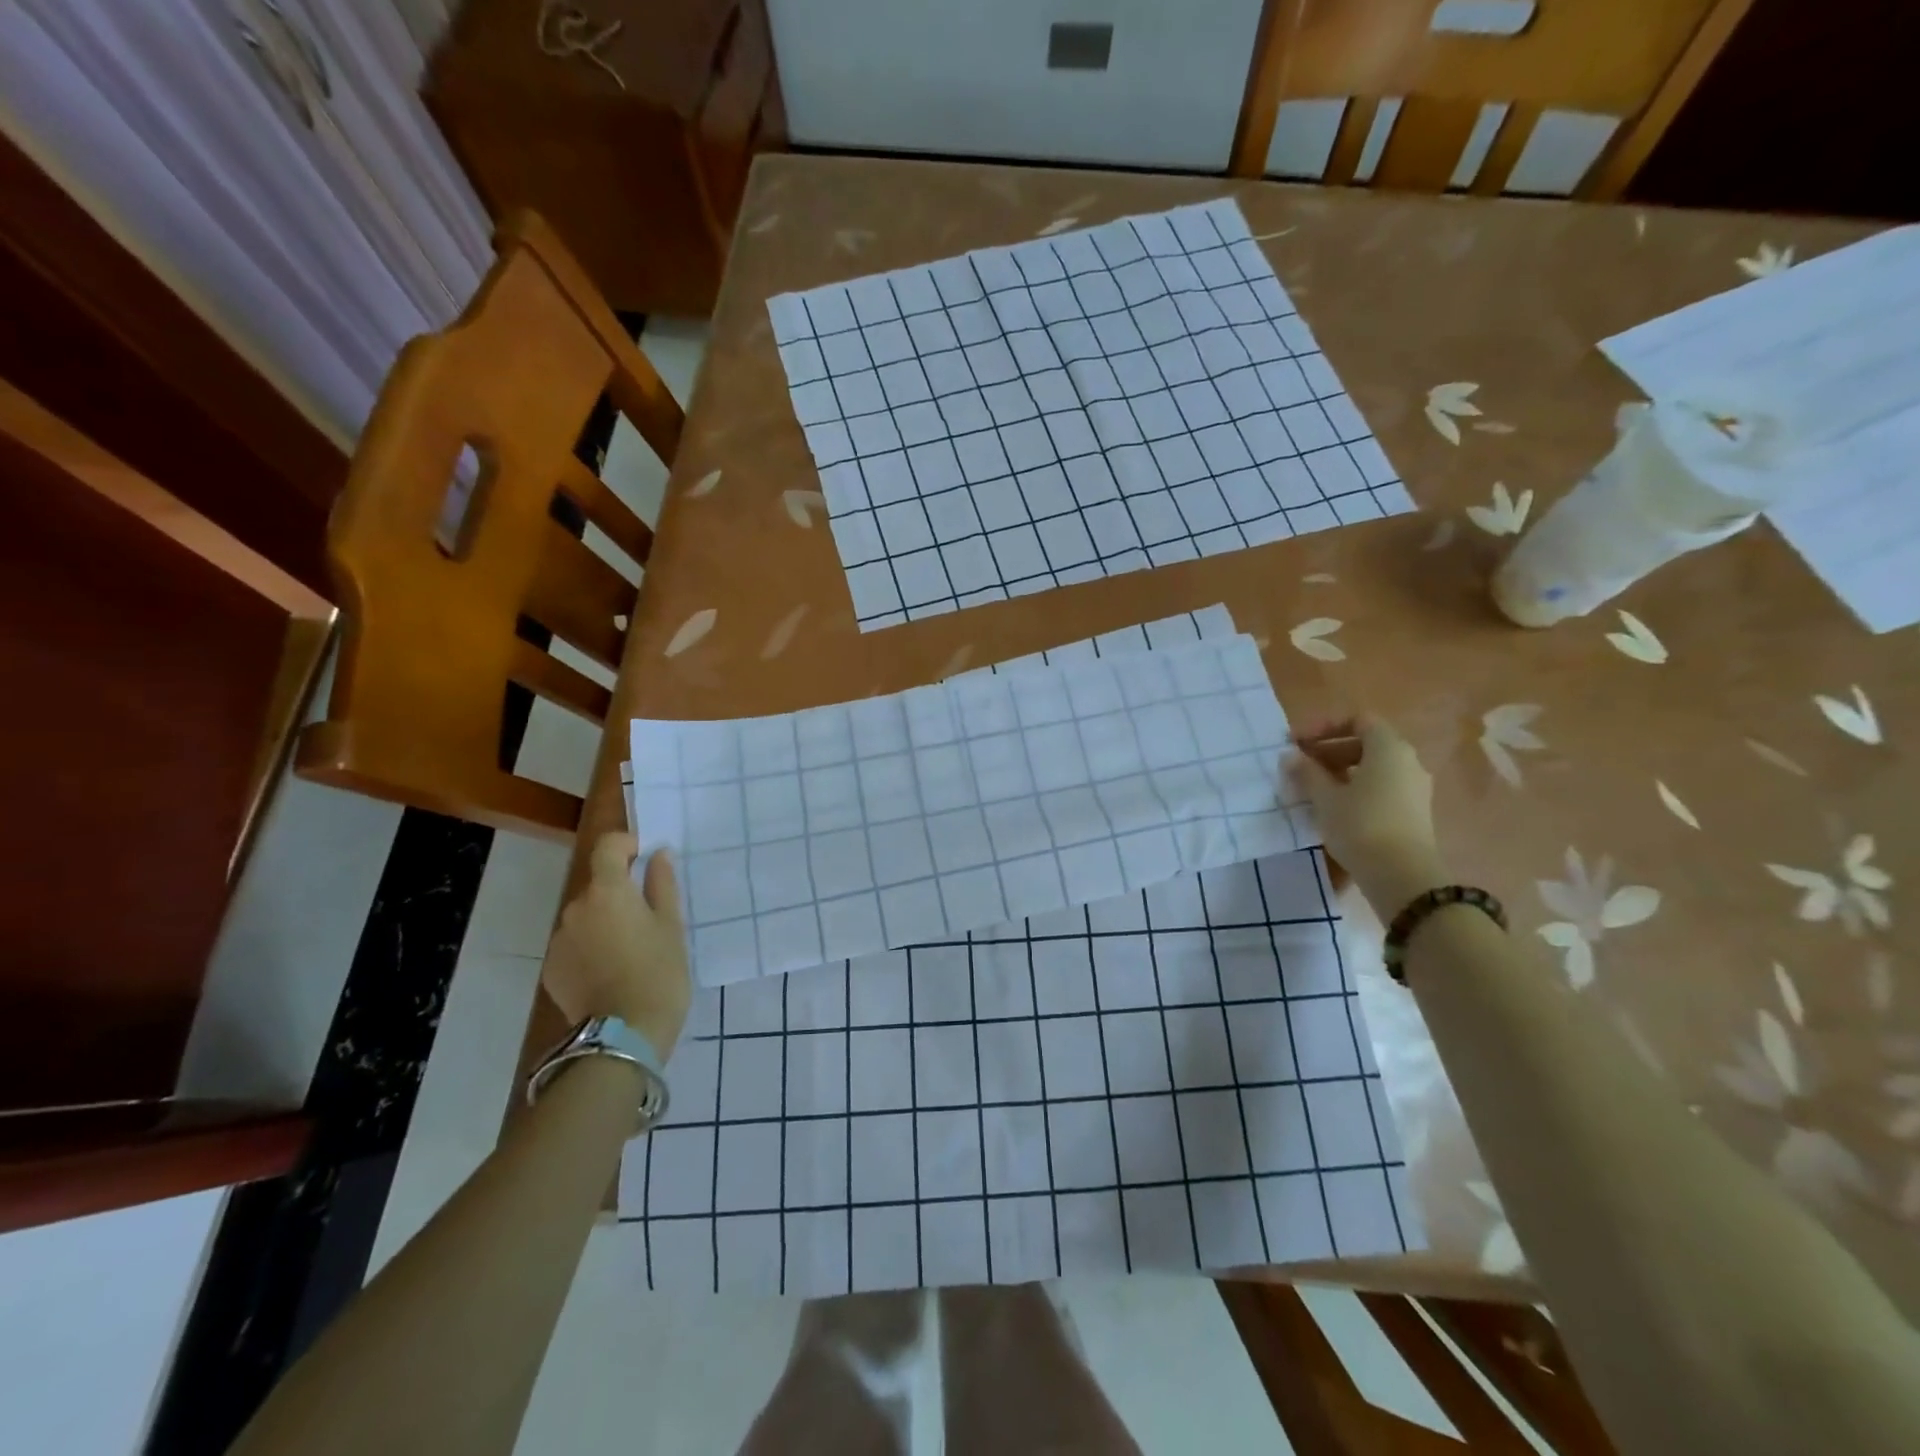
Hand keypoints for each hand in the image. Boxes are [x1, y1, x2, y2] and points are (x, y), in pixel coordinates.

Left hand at [542, 834, 690, 1057]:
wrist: (624, 1035)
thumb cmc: (659, 973)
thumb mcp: (672, 926)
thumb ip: (662, 885)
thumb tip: (657, 855)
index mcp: (608, 892)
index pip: (607, 847)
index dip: (626, 844)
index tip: (645, 859)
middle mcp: (576, 909)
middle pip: (597, 886)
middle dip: (620, 893)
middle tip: (649, 919)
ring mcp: (559, 940)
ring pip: (586, 917)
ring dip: (605, 922)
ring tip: (631, 951)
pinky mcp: (552, 970)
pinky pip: (575, 945)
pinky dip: (591, 948)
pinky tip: (611, 972)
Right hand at [1287, 715, 1444, 919]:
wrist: (1402, 877)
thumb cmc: (1361, 826)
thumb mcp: (1325, 798)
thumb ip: (1307, 772)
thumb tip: (1291, 755)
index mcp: (1389, 748)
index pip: (1357, 720)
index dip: (1324, 726)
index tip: (1297, 742)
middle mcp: (1408, 761)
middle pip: (1365, 742)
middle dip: (1329, 749)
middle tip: (1299, 765)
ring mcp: (1414, 787)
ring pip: (1373, 767)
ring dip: (1340, 771)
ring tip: (1311, 788)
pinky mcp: (1413, 811)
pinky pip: (1381, 786)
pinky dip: (1356, 787)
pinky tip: (1334, 807)